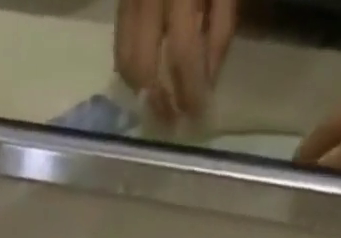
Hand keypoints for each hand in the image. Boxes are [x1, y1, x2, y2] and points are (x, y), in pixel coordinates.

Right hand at [115, 0, 238, 122]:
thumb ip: (220, 27)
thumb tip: (208, 80)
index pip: (182, 54)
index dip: (189, 91)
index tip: (197, 117)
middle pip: (141, 67)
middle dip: (158, 102)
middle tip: (173, 123)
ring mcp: (128, 1)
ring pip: (124, 61)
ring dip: (141, 93)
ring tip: (160, 106)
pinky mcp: (121, 3)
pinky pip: (120, 47)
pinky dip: (133, 72)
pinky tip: (148, 81)